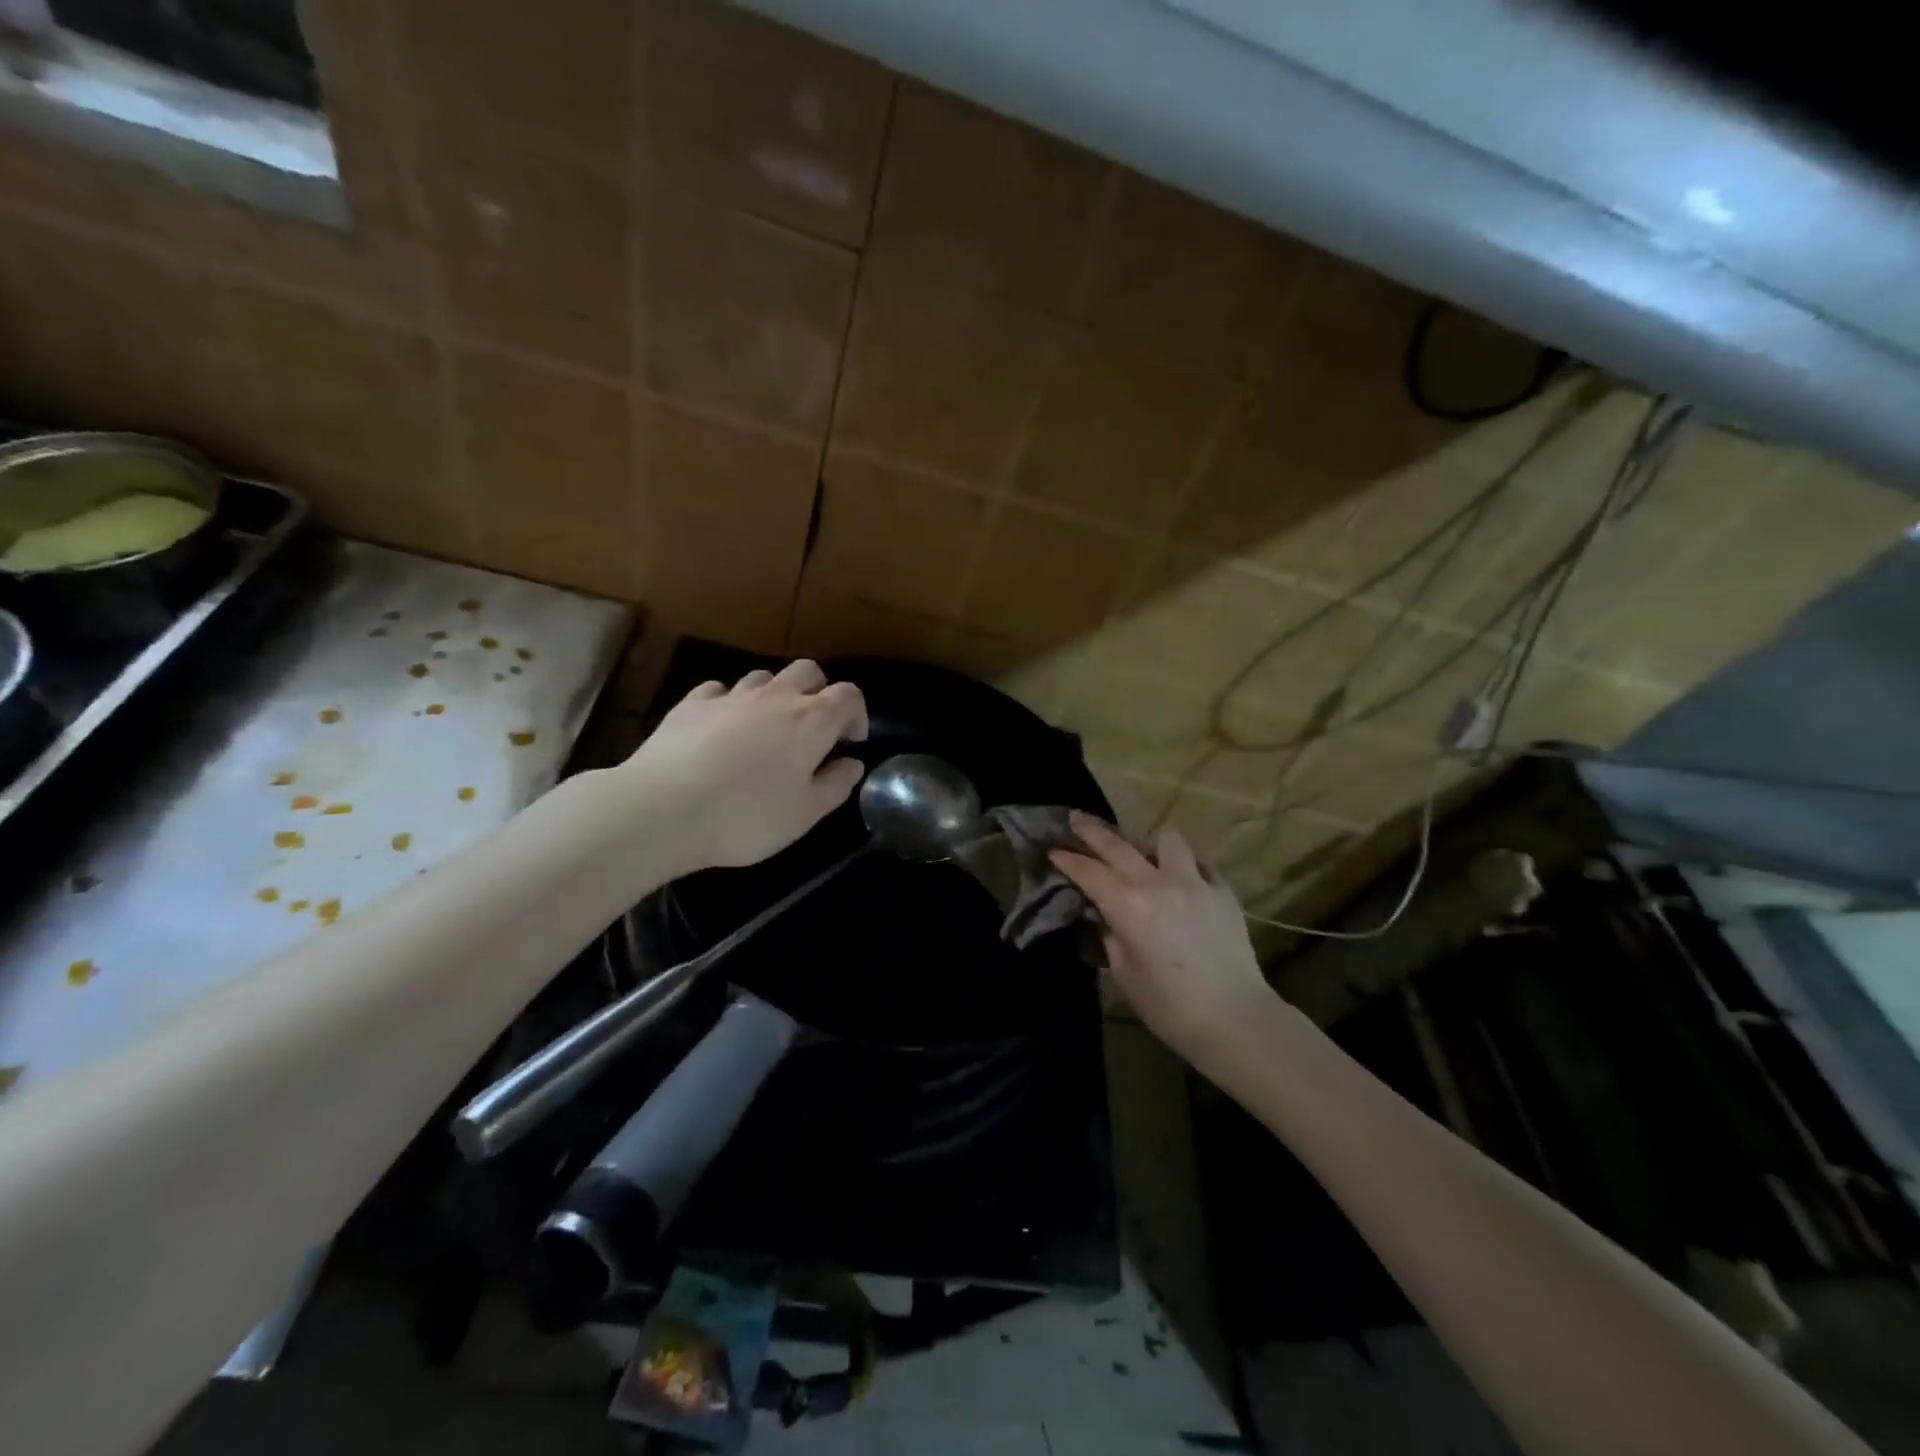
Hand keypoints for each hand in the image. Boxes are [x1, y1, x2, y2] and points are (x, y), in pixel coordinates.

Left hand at [617, 660, 867, 876]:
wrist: (661, 810)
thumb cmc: (746, 817)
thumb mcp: (805, 814)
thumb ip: (836, 785)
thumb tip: (852, 763)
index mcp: (811, 721)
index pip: (848, 695)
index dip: (856, 714)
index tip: (850, 742)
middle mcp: (775, 697)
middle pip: (808, 671)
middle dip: (818, 692)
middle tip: (813, 729)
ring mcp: (730, 696)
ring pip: (763, 677)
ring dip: (774, 695)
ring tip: (766, 730)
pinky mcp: (691, 704)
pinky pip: (720, 690)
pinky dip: (730, 703)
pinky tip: (722, 727)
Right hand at [1051, 812, 1272, 1060]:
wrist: (1236, 1019)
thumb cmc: (1170, 1007)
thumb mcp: (1124, 974)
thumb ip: (1109, 935)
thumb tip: (1104, 914)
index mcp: (1128, 905)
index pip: (1089, 871)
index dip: (1068, 859)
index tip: (1053, 849)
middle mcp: (1158, 882)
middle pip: (1118, 845)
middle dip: (1092, 831)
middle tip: (1076, 818)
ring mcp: (1195, 882)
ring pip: (1166, 840)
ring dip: (1148, 845)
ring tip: (1143, 858)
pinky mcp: (1223, 891)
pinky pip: (1198, 864)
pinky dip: (1184, 867)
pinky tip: (1181, 882)